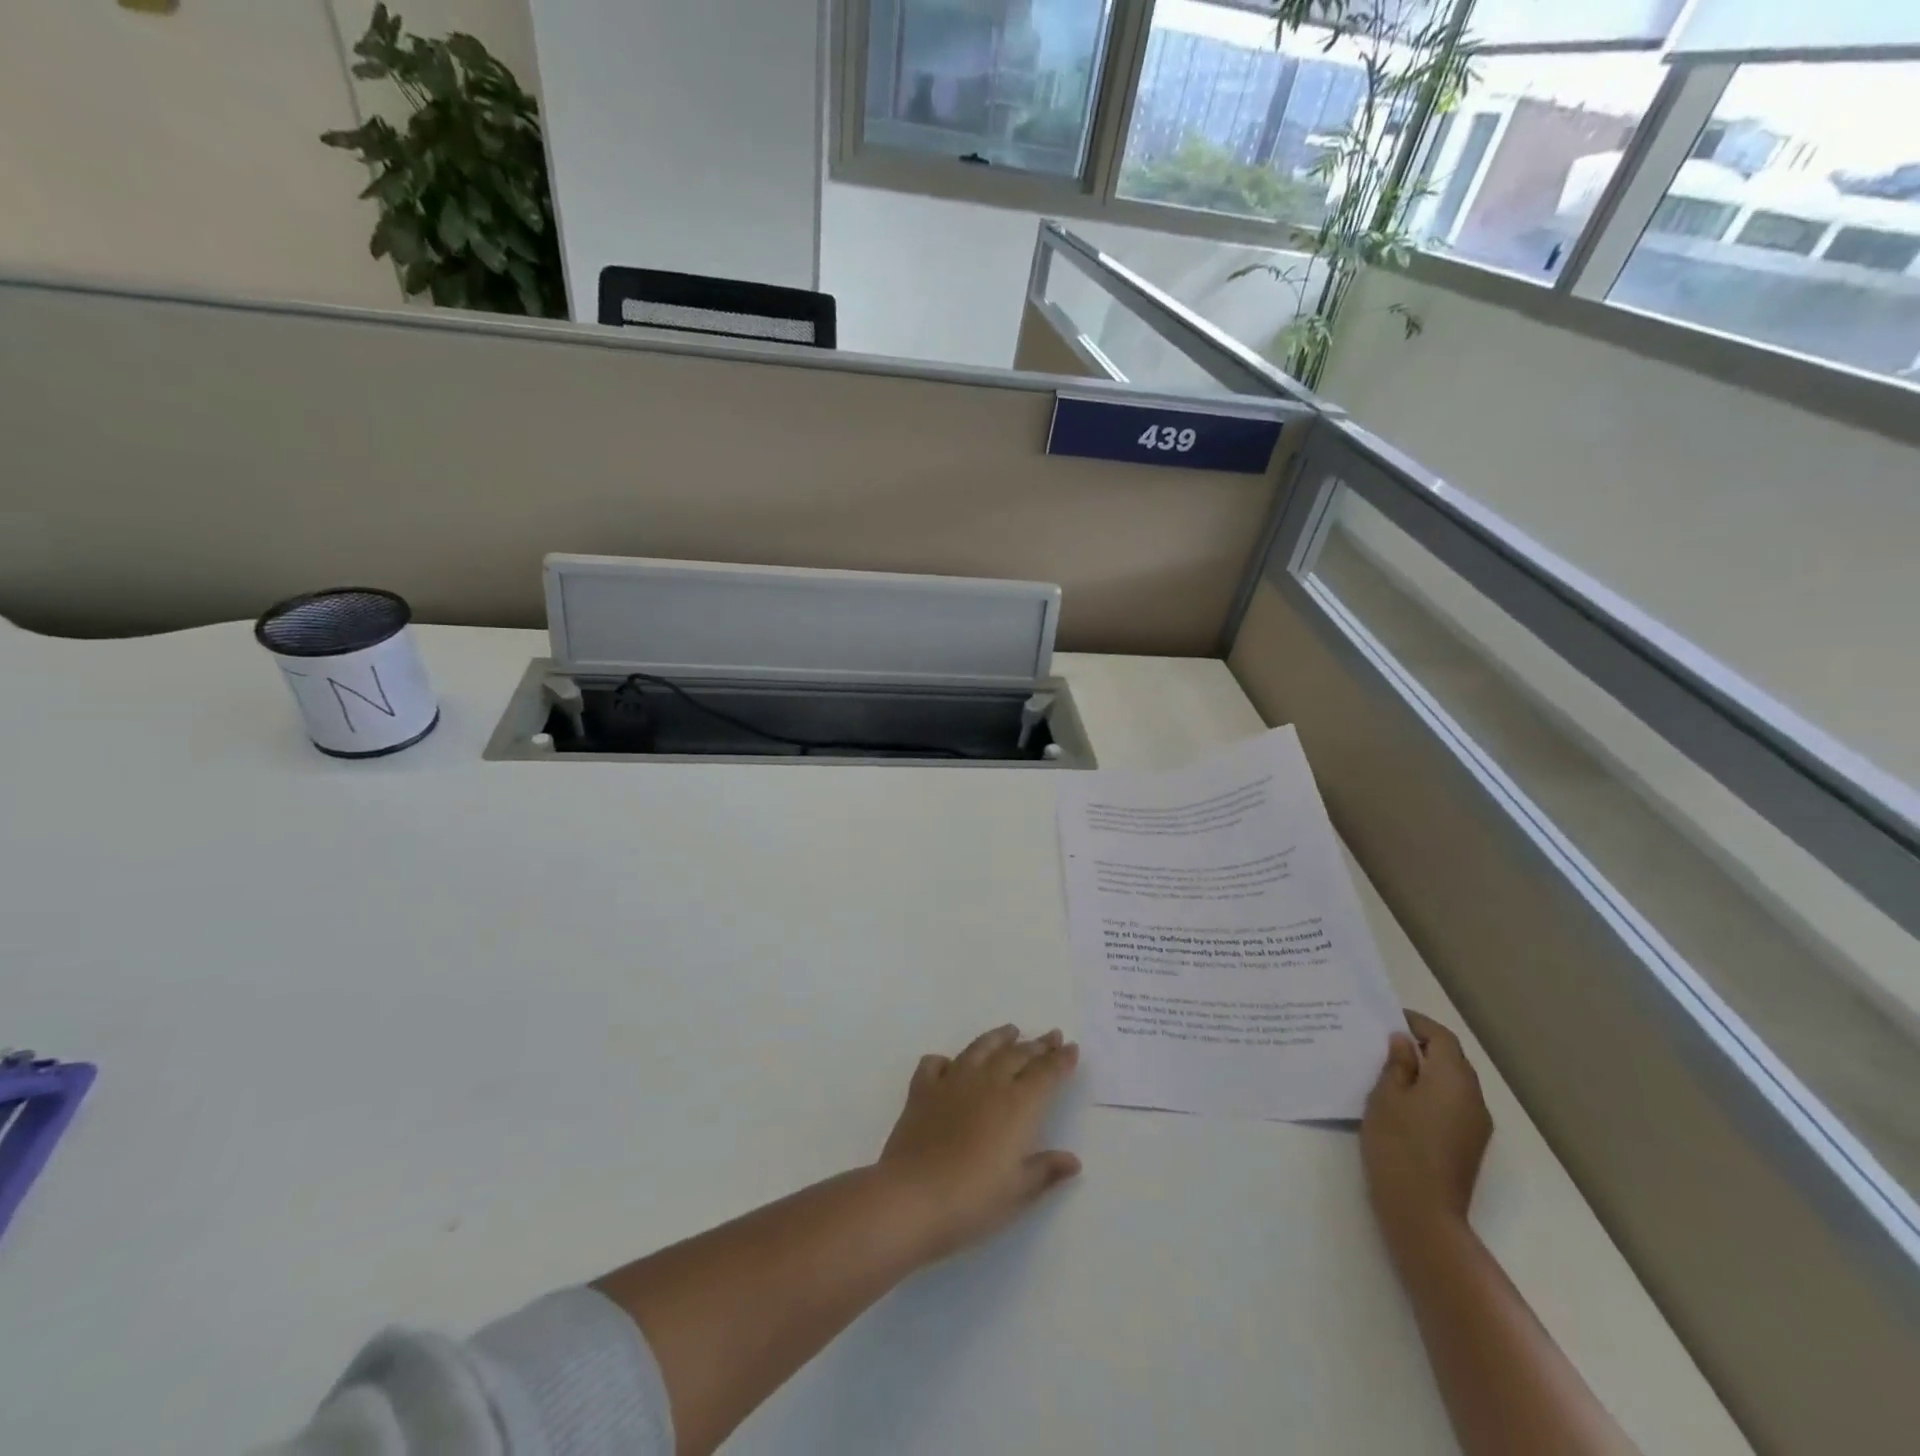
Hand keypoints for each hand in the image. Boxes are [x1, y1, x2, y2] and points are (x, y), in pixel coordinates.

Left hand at [877, 1024, 1081, 1261]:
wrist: (913, 1196)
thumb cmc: (973, 1199)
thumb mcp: (1018, 1191)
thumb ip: (1045, 1170)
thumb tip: (1072, 1160)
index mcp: (1017, 1106)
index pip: (1045, 1074)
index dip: (1060, 1060)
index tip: (1071, 1047)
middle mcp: (988, 1083)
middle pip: (1017, 1055)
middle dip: (1038, 1045)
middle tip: (1051, 1036)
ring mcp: (952, 1082)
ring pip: (980, 1048)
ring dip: (998, 1038)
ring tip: (1010, 1030)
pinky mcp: (922, 1089)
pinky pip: (935, 1064)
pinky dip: (946, 1061)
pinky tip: (949, 1064)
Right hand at [1361, 1011, 1491, 1237]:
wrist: (1422, 1211)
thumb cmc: (1398, 1144)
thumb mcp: (1386, 1096)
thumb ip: (1397, 1064)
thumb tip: (1403, 1042)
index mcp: (1454, 1080)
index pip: (1442, 1037)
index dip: (1417, 1023)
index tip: (1389, 1017)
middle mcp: (1474, 1098)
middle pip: (1452, 1059)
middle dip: (1422, 1045)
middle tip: (1385, 1040)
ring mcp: (1476, 1124)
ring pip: (1453, 1083)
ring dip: (1427, 1069)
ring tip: (1390, 1068)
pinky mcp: (1469, 1144)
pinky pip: (1453, 1103)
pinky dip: (1432, 1091)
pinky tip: (1404, 1100)